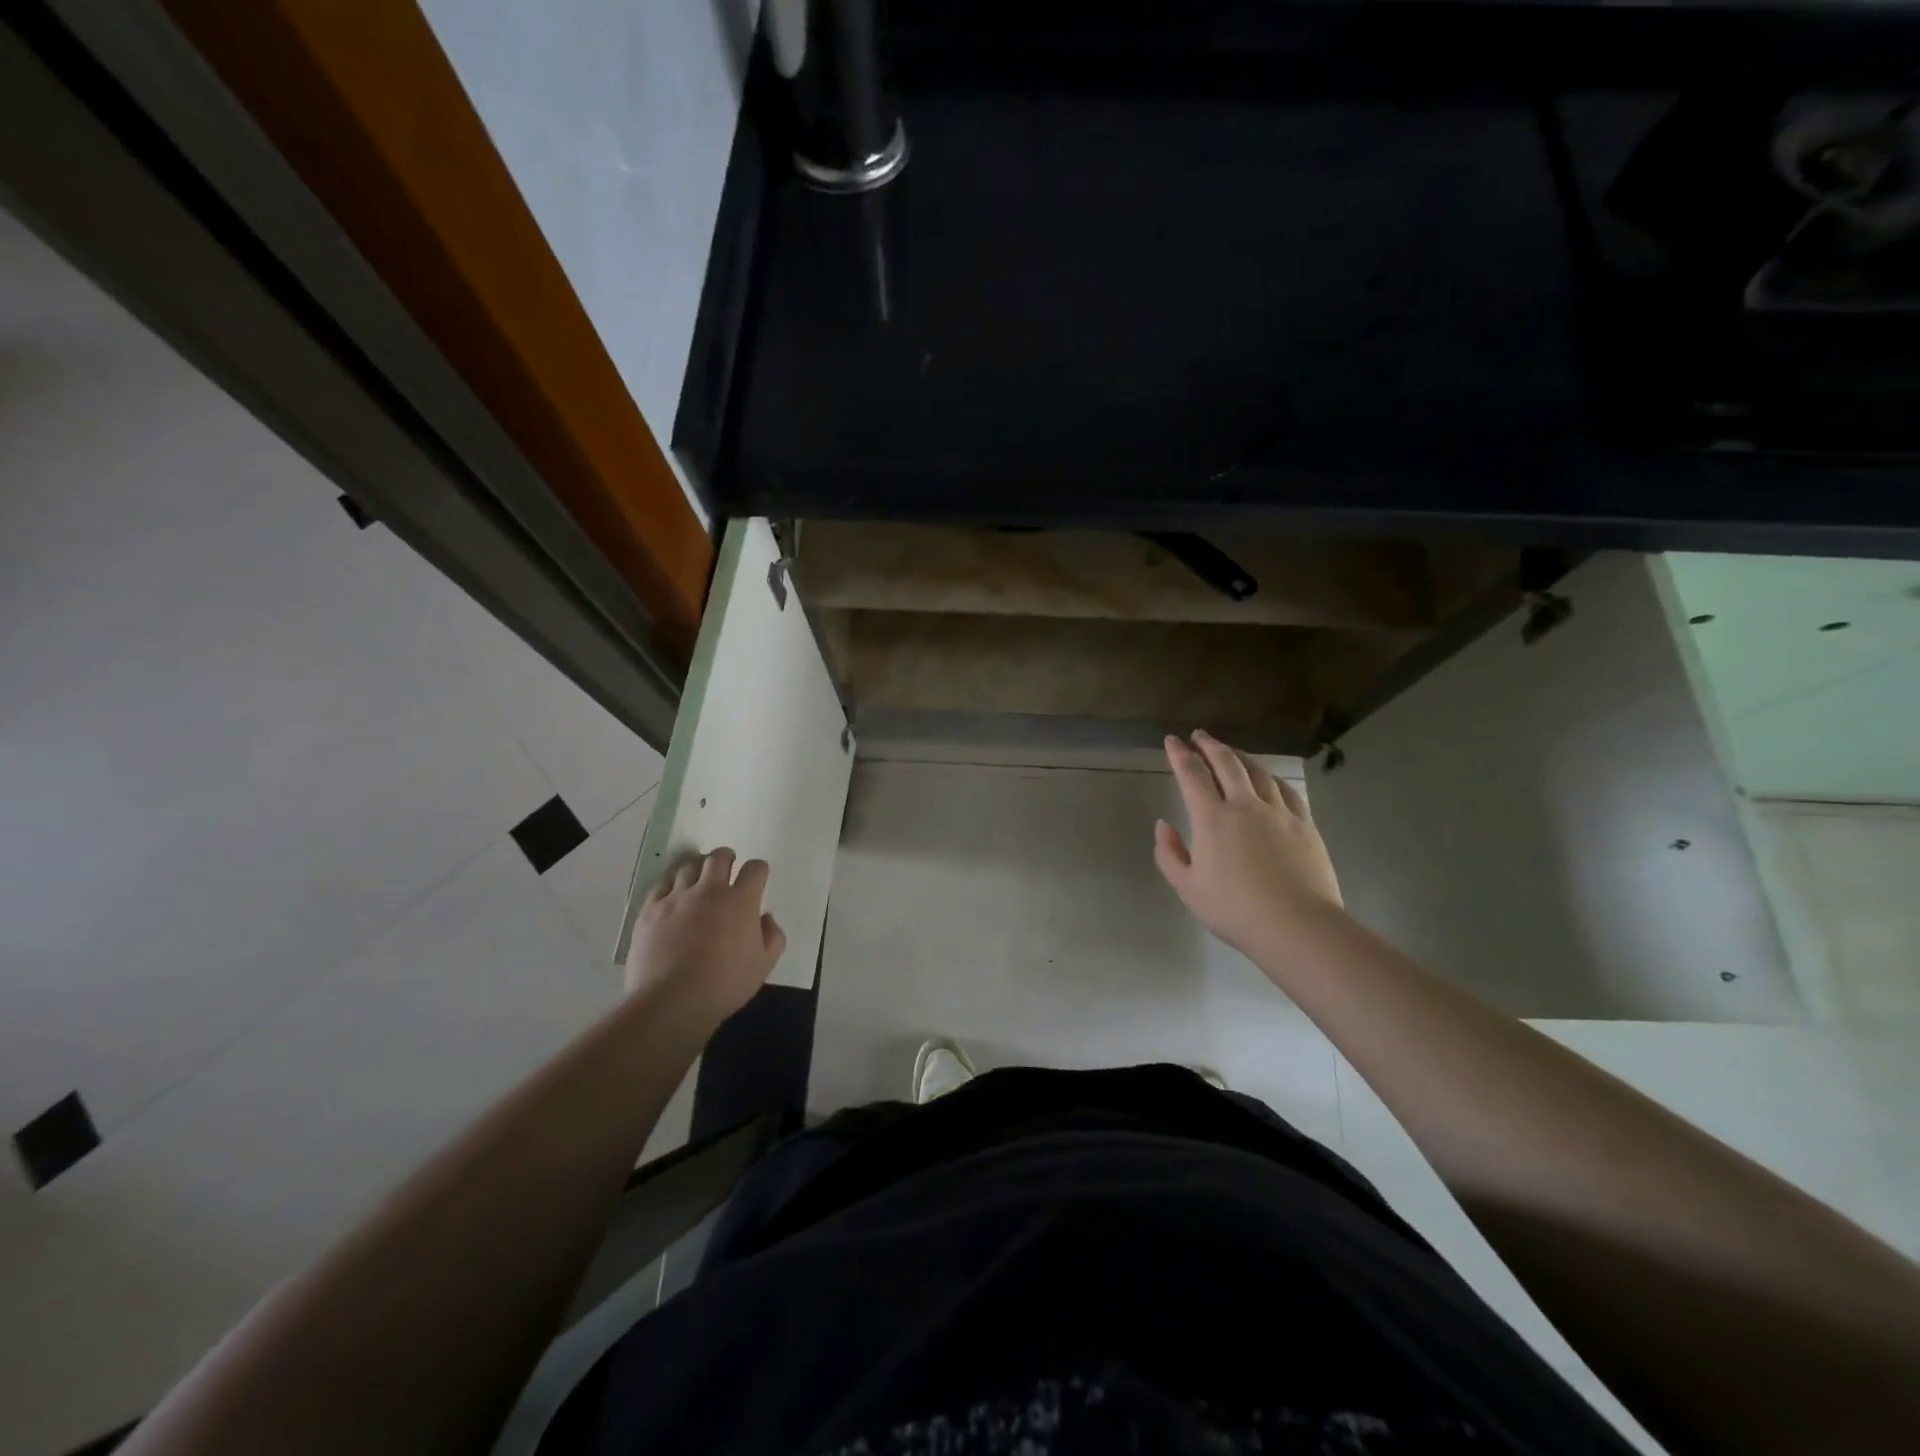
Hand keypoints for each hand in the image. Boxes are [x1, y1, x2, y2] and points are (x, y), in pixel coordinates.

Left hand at [625, 848, 785, 1028]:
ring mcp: (677, 898)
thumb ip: (773, 937)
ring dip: (698, 867)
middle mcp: (710, 890)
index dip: (759, 870)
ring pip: (688, 866)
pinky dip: (671, 884)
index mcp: (741, 901)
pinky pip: (661, 885)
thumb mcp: (763, 966)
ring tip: (698, 877)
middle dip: (726, 857)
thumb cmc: (724, 985)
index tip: (757, 877)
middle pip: (718, 858)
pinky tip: (672, 894)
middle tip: (727, 865)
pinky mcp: (650, 910)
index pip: (755, 869)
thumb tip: (766, 918)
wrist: (671, 1001)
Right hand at [1154, 730, 1343, 961]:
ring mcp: (1279, 812)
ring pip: (1258, 771)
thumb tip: (1163, 825)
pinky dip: (1271, 778)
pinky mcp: (1305, 824)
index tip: (1171, 740)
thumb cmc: (1235, 910)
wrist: (1297, 925)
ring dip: (1240, 756)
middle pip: (1227, 763)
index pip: (1191, 775)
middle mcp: (1244, 805)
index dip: (1179, 754)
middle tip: (1199, 735)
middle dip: (1210, 745)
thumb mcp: (1188, 888)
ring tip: (1231, 751)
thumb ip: (1169, 854)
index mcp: (1212, 818)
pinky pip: (1286, 790)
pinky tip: (1269, 779)